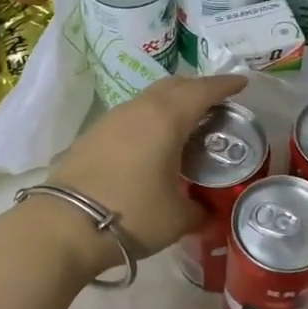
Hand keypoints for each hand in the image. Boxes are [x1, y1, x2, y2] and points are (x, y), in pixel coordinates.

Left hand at [31, 74, 248, 277]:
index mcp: (167, 118)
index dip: (225, 85)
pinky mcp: (92, 134)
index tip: (242, 84)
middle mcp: (139, 109)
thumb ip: (199, 210)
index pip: (203, 91)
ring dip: (171, 103)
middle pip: (174, 85)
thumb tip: (206, 212)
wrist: (65, 225)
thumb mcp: (177, 218)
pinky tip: (152, 142)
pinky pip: (131, 115)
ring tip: (186, 124)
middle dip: (198, 89)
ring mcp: (112, 119)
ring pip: (149, 98)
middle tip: (216, 104)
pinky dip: (150, 118)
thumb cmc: (132, 215)